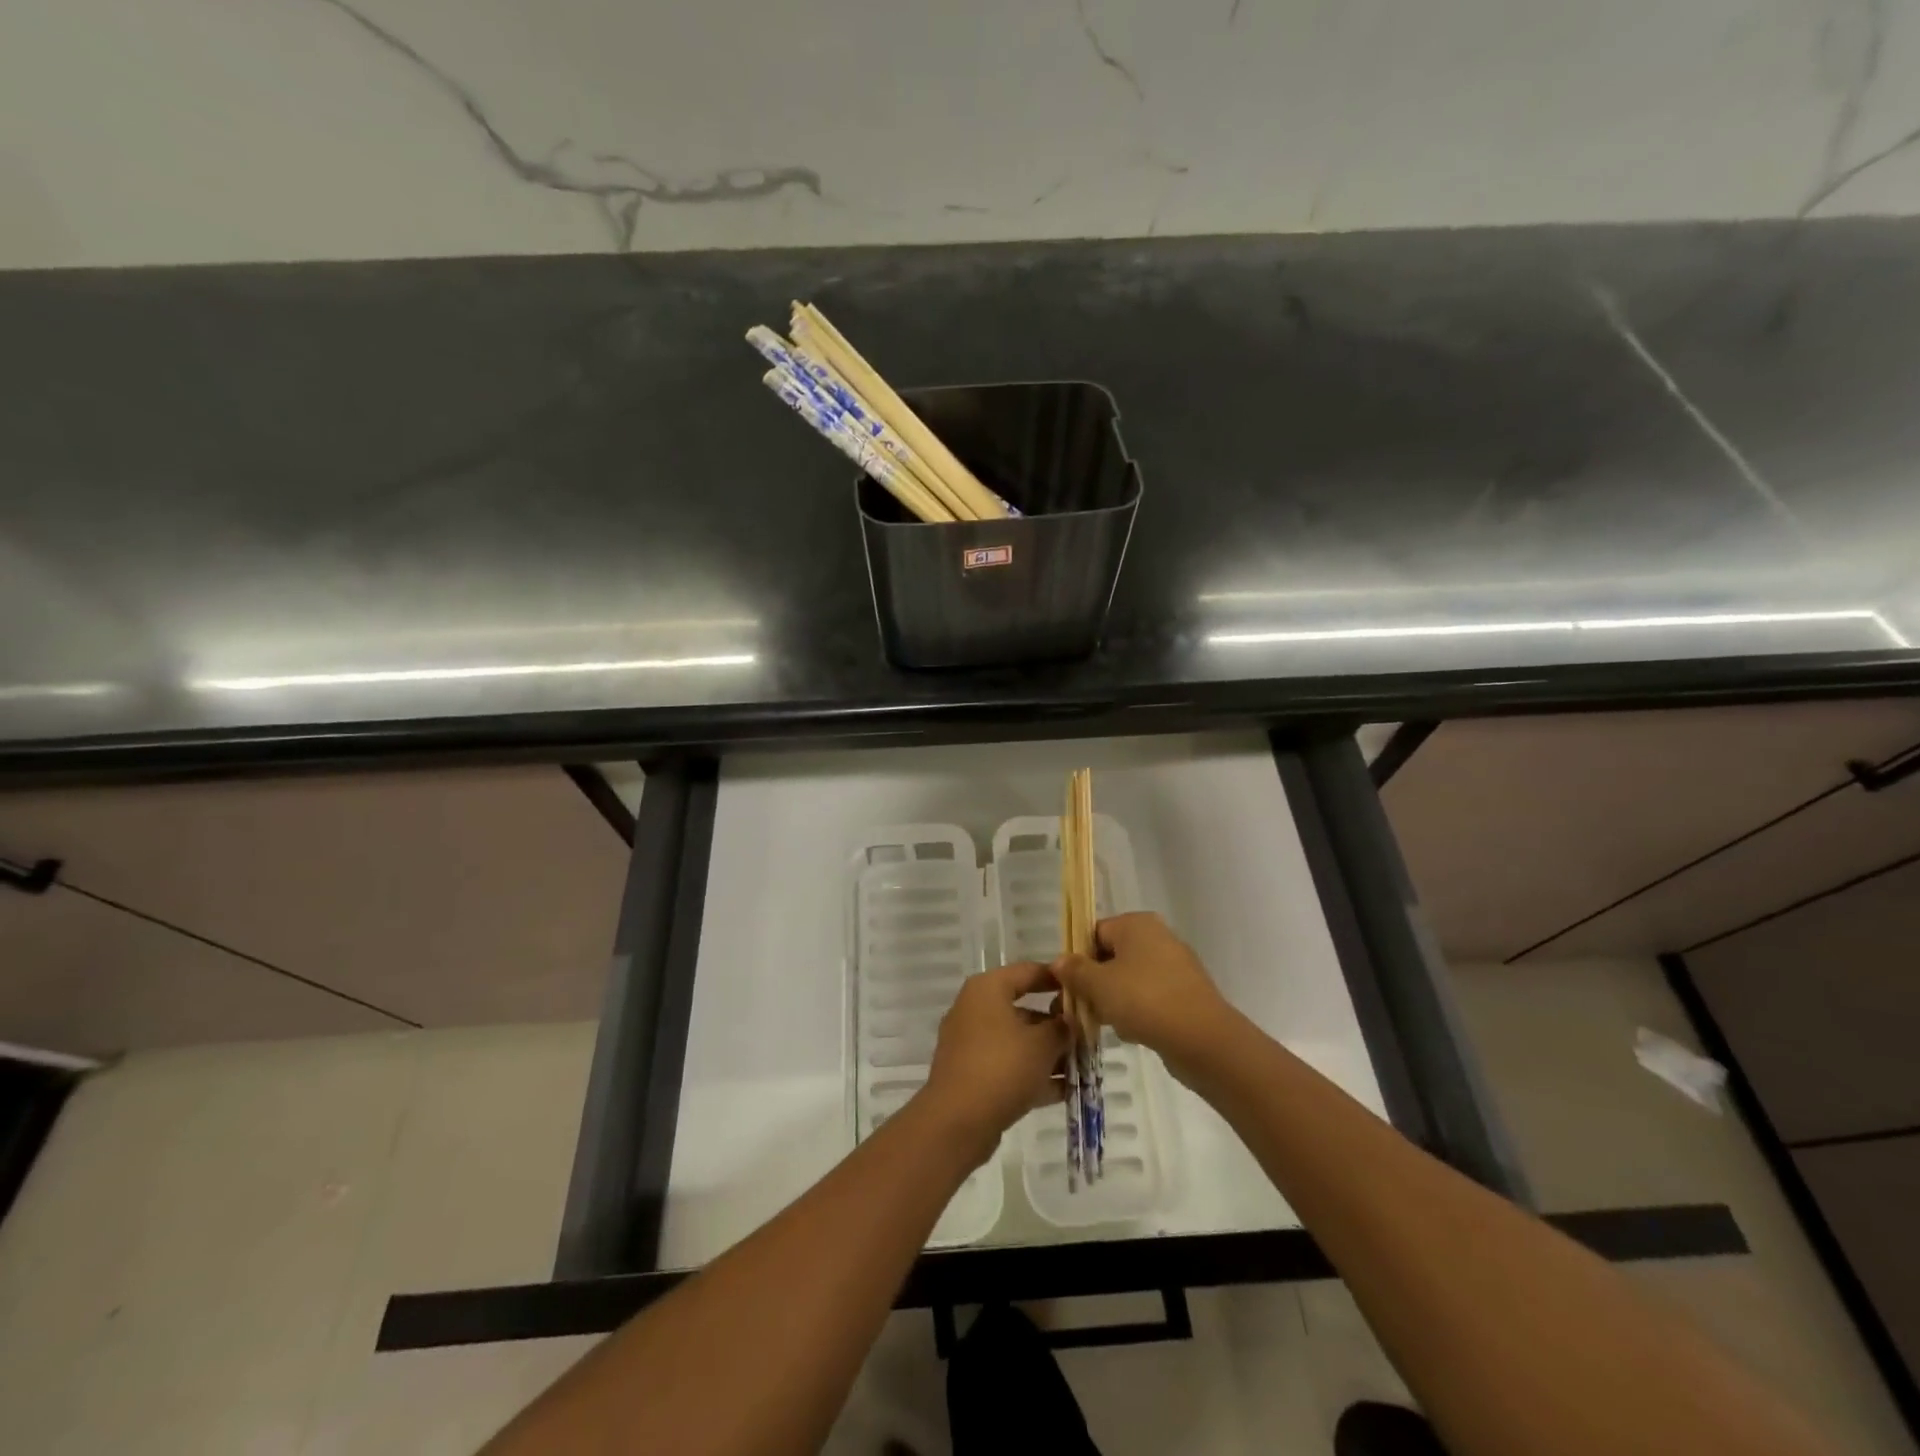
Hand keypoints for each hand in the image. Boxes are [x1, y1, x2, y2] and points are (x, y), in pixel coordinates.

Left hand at [921, 961, 1066, 1164]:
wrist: (957, 1121)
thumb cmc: (1002, 1067)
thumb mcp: (1043, 1044)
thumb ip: (1062, 1028)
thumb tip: (1069, 1022)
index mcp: (987, 989)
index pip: (1028, 971)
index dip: (1058, 979)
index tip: (1084, 989)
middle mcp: (975, 1009)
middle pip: (1023, 1008)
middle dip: (1056, 1025)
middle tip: (1087, 1036)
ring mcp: (970, 1043)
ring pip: (1017, 1040)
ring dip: (1048, 1053)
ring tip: (1082, 1067)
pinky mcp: (970, 1074)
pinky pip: (1007, 1065)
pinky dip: (1032, 1074)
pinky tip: (1064, 1091)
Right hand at [1052, 913, 1234, 1078]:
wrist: (1203, 1039)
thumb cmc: (1144, 1000)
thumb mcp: (1098, 985)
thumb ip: (1075, 970)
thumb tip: (1059, 961)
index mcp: (1136, 923)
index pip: (1094, 933)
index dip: (1077, 959)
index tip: (1068, 986)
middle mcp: (1157, 936)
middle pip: (1112, 956)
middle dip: (1094, 983)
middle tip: (1081, 1008)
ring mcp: (1175, 964)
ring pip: (1130, 978)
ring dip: (1114, 1000)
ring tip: (1106, 1023)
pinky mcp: (1185, 992)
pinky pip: (1150, 996)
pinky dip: (1137, 1010)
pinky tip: (1132, 1032)